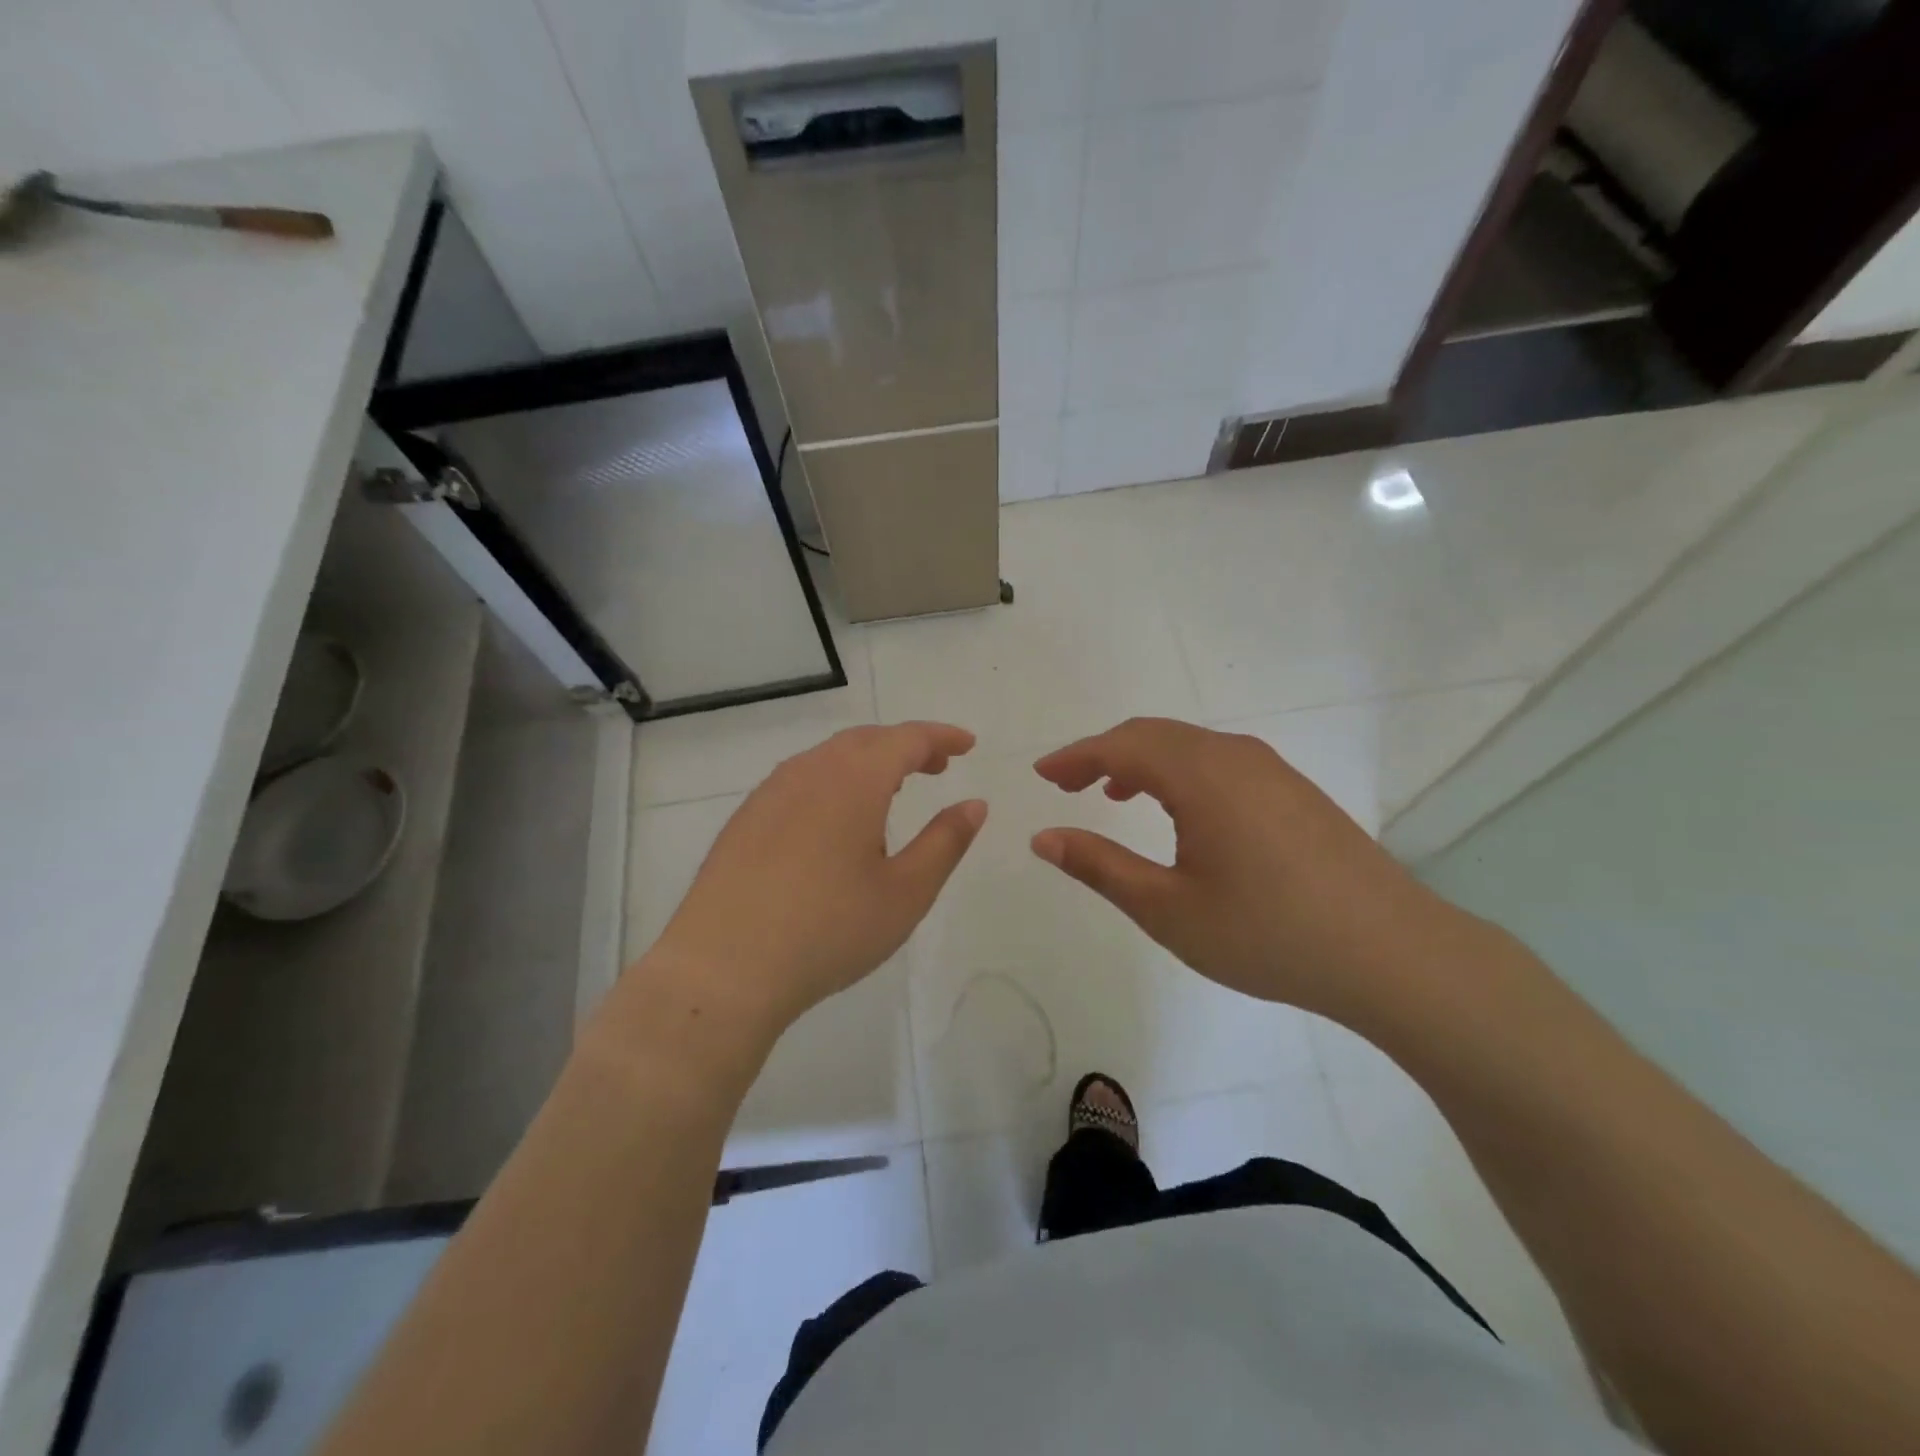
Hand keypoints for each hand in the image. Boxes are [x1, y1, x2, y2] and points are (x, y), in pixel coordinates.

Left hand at [643, 723, 986, 1041]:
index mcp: (853, 780)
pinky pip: (800, 781)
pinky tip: (836, 822)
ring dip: (868, 763)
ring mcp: (769, 793)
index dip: (941, 736)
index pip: (906, 738)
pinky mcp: (745, 819)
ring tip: (892, 791)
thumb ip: (945, 842)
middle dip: (906, 746)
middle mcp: (809, 772)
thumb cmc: (828, 931)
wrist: (722, 970)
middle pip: (866, 740)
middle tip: (937, 767)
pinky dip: (834, 782)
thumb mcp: (905, 893)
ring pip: (829, 758)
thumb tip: (974, 804)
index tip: (968, 745)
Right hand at [1030, 717, 1454, 1024]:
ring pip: (1189, 746)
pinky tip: (1180, 812)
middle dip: (1104, 753)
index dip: (1075, 756)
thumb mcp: (1168, 909)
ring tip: (1114, 793)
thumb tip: (1042, 837)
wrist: (1393, 954)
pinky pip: (1220, 762)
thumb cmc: (1267, 932)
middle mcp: (1235, 756)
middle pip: (1154, 734)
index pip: (1121, 745)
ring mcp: (1271, 770)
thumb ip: (1100, 866)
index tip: (1042, 775)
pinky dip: (1180, 772)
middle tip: (1067, 784)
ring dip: (1143, 760)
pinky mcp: (1294, 791)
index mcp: (1200, 775)